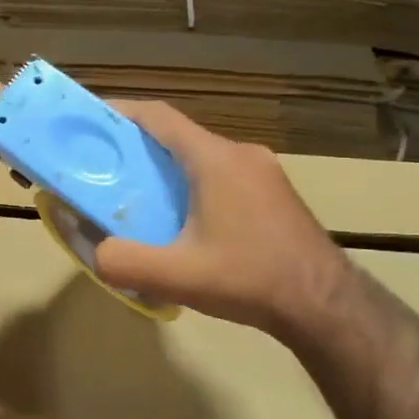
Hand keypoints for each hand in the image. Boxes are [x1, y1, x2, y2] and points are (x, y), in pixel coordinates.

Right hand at [93, 100, 350, 339]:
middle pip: (179, 137)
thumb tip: (97, 253)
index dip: (121, 113)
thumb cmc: (250, 279)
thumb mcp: (177, 277)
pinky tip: (186, 222)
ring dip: (169, 170)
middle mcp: (241, 154)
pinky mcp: (276, 194)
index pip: (160, 117)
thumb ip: (125, 263)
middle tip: (106, 170)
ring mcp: (264, 172)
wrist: (327, 306)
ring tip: (141, 198)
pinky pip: (224, 175)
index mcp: (215, 159)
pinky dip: (195, 185)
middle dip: (139, 148)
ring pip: (203, 157)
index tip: (91, 121)